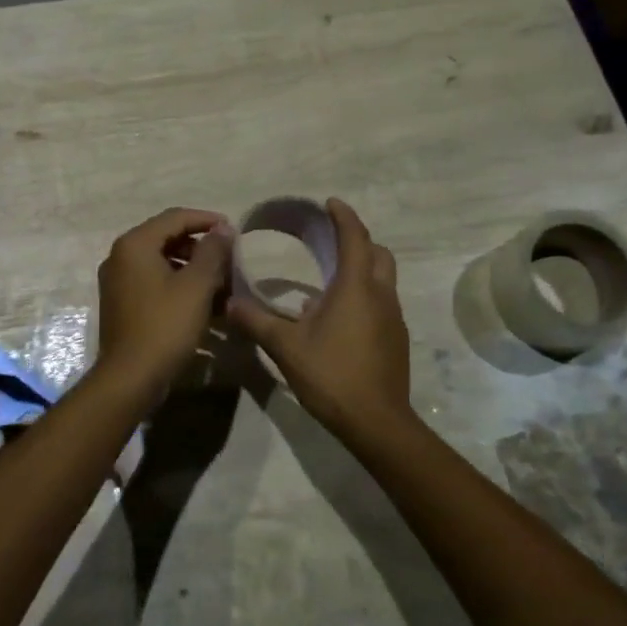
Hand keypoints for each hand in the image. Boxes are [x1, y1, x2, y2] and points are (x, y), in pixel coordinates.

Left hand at [95, 207, 233, 397]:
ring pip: (160, 262)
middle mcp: (120, 257)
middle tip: (228, 258)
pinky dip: (177, 284)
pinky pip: (153, 282)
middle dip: (200, 246)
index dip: (206, 220)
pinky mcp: (121, 303)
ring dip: (191, 267)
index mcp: (134, 245)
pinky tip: (201, 302)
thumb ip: (212, 252)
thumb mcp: (196, 286)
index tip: (233, 230)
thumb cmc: (165, 326)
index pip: (175, 217)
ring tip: (220, 282)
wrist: (130, 378)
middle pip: (166, 238)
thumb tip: (223, 228)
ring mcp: (117, 281)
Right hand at [227, 198, 414, 439]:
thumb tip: (230, 303)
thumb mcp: (285, 347)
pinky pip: (382, 302)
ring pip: (383, 278)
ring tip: (329, 277)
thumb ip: (256, 321)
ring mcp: (393, 317)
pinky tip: (339, 316)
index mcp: (356, 287)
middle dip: (358, 240)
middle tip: (331, 240)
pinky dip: (365, 294)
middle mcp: (380, 295)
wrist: (376, 422)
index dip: (344, 216)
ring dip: (362, 268)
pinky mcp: (396, 338)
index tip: (330, 203)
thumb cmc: (331, 375)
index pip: (355, 237)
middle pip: (378, 253)